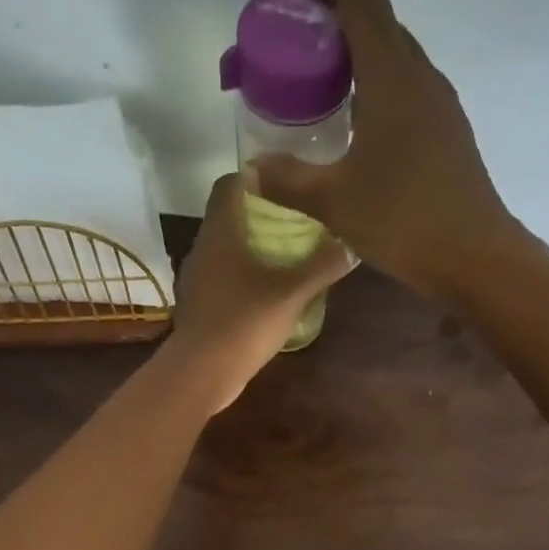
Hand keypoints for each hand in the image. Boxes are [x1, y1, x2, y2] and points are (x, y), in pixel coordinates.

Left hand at [160, 170, 354, 412]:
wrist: (202, 372)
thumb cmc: (245, 322)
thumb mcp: (292, 293)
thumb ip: (322, 266)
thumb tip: (351, 245)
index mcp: (221, 231)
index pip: (231, 183)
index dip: (256, 177)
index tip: (284, 184)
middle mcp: (203, 248)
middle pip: (229, 217)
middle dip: (259, 216)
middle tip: (294, 223)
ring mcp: (196, 280)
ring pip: (224, 251)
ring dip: (250, 250)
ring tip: (284, 259)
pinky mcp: (198, 307)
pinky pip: (221, 281)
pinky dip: (241, 280)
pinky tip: (264, 295)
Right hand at [250, 0, 525, 306]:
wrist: (474, 256)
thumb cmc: (404, 221)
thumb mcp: (335, 202)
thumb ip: (289, 181)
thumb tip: (252, 171)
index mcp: (390, 73)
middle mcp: (419, 74)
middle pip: (376, 18)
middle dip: (332, 16)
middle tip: (293, 44)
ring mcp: (439, 103)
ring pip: (393, 56)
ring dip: (355, 55)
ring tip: (317, 87)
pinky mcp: (447, 132)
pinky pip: (405, 89)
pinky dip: (374, 88)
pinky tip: (353, 127)